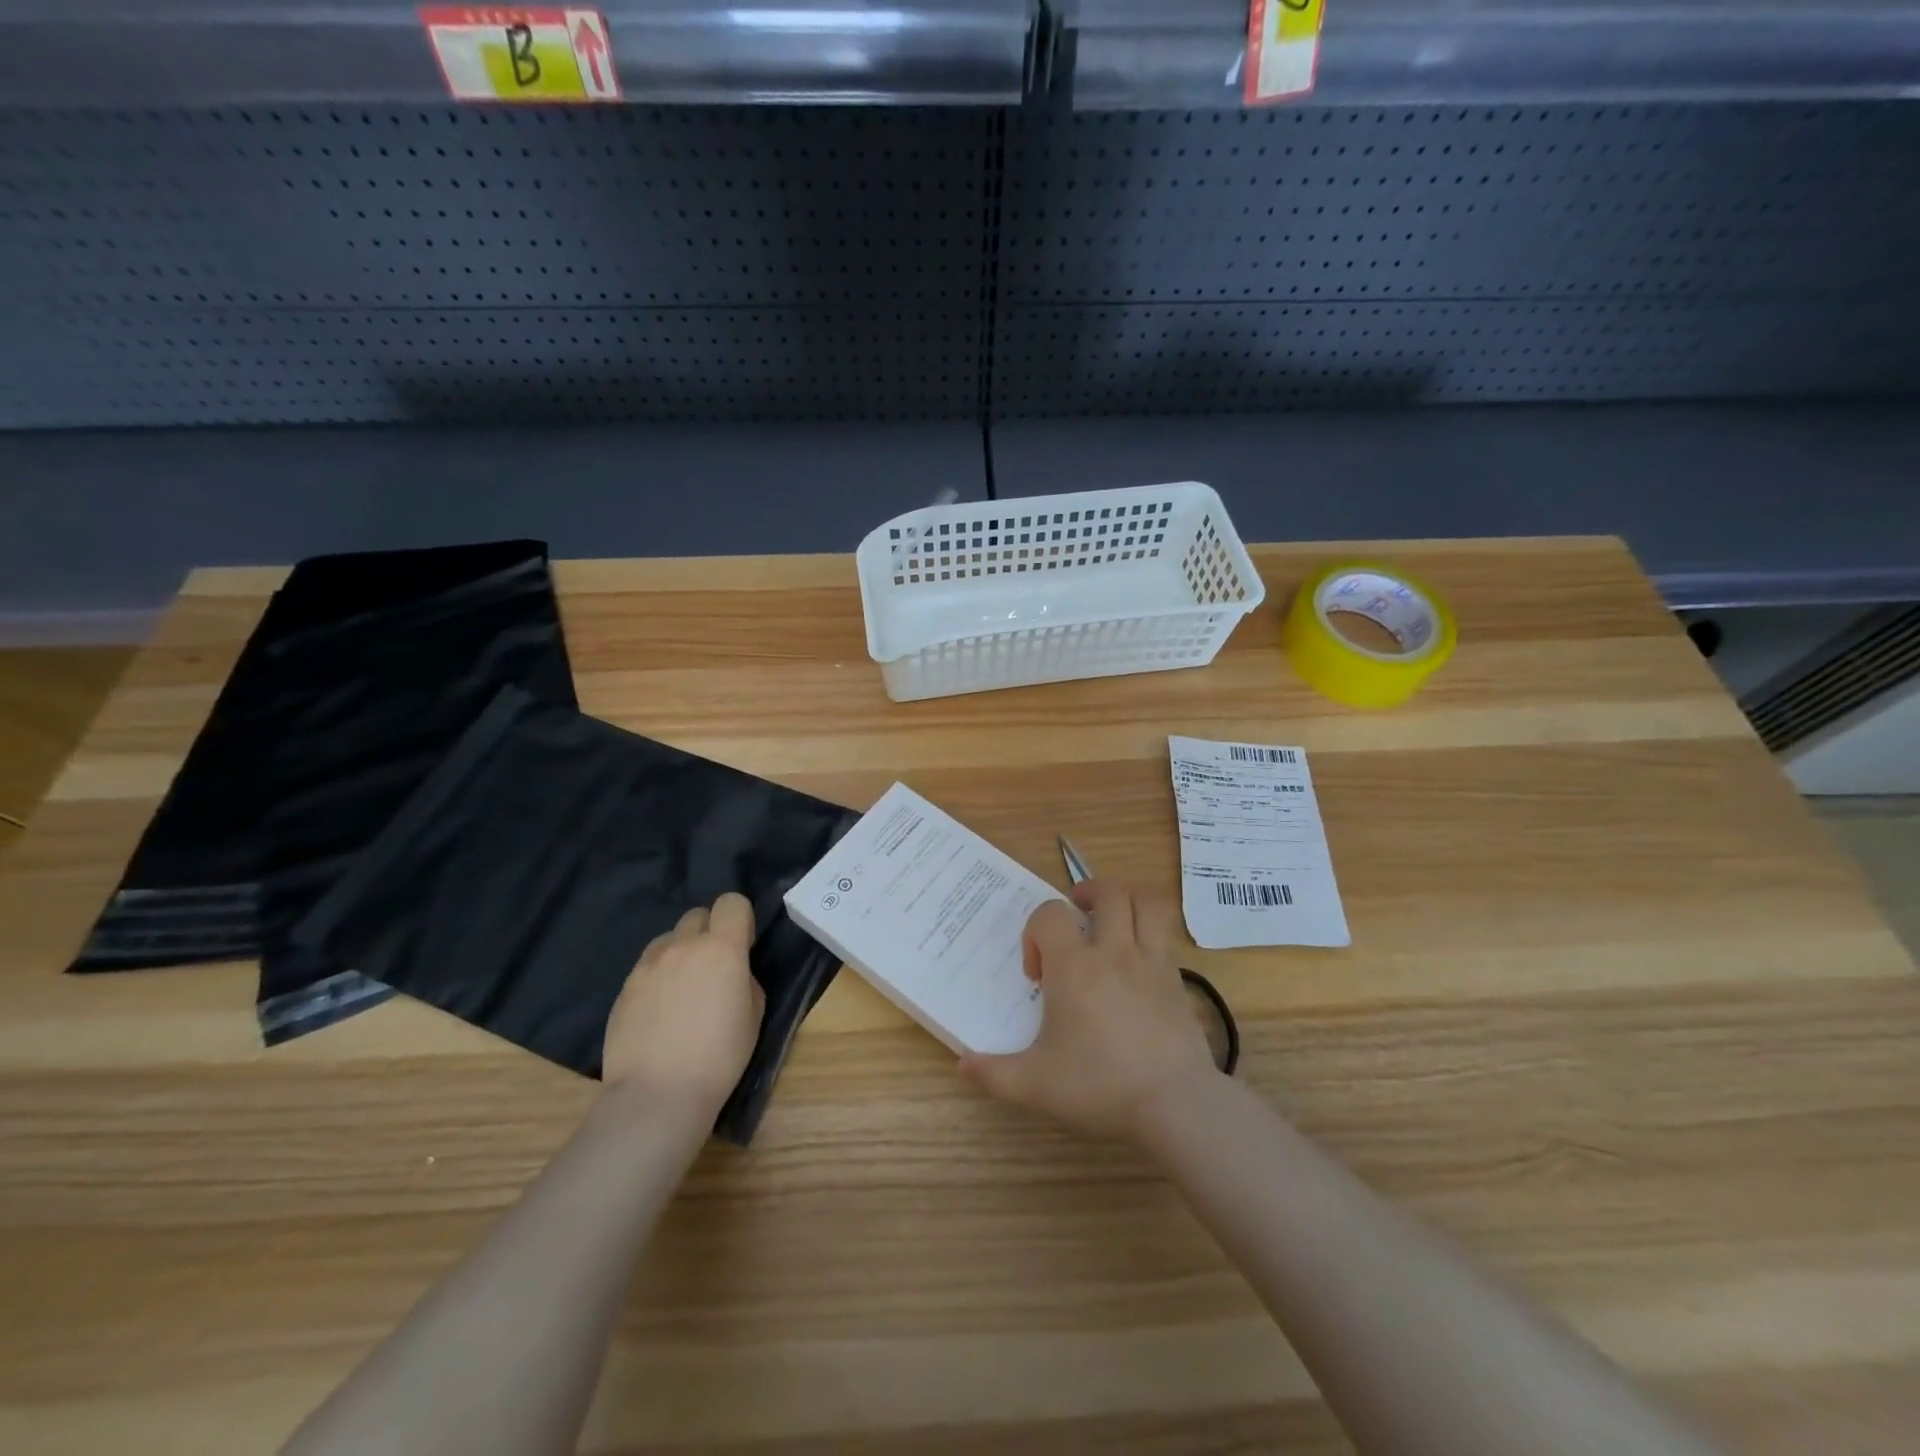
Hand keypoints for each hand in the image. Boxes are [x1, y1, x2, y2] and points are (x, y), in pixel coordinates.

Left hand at [603, 893, 764, 1118]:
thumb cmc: (719, 1057)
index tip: (743, 944)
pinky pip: (647, 967)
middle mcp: (683, 946)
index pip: (732, 902)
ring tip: (682, 989)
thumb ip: (744, 979)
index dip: (740, 919)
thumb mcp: (753, 1015)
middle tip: (713, 967)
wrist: (657, 1095)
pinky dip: (658, 977)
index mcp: (722, 948)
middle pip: (697, 915)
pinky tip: (660, 1011)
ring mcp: (648, 965)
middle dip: (709, 932)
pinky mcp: (624, 987)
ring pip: (669, 939)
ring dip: (681, 952)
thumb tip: (731, 973)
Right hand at [959, 880, 1221, 1147]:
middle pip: (1108, 892)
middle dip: (1087, 894)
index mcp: (1073, 967)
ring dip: (1126, 902)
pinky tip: (1138, 964)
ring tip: (1112, 920)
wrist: (1176, 1105)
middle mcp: (1114, 951)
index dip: (1036, 932)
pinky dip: (1150, 936)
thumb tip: (962, 1064)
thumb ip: (994, 1073)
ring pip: (1146, 904)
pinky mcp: (1178, 981)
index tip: (1038, 974)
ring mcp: (1152, 962)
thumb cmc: (1099, 1086)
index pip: (1050, 914)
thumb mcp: (1035, 1086)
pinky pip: (1166, 937)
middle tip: (1076, 918)